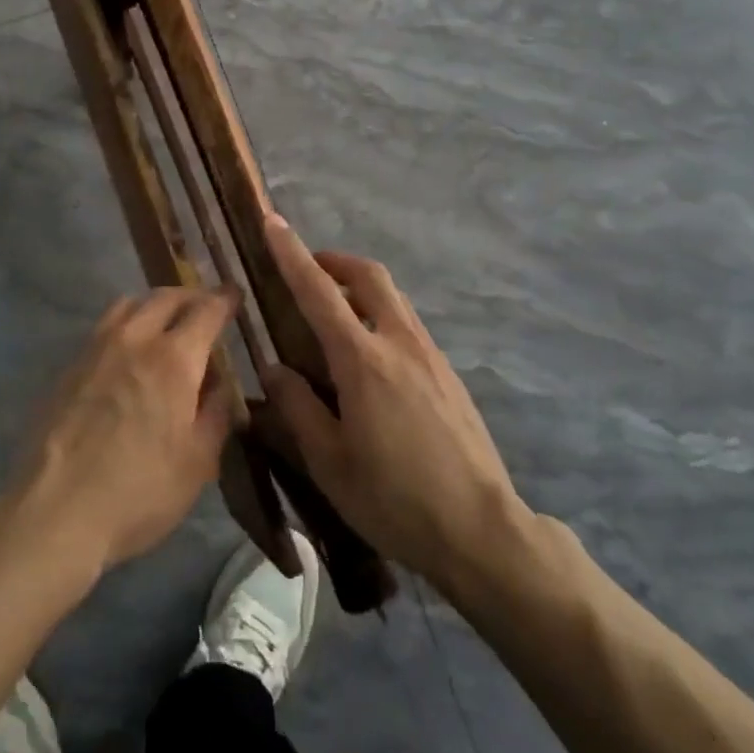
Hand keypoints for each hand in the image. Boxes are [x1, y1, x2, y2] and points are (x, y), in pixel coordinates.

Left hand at [11, 287, 238, 571]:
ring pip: (129, 305)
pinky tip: (128, 352)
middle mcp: (135, 340)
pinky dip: (126, 325)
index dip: (224, 299)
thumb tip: (221, 385)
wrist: (56, 510)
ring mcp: (96, 349)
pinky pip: (104, 327)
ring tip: (165, 323)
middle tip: (205, 307)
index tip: (234, 295)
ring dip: (154, 305)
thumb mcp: (198, 463)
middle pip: (166, 297)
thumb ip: (215, 414)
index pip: (206, 310)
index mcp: (174, 359)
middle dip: (191, 296)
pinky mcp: (69, 366)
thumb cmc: (140, 491)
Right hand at [260, 215, 527, 587]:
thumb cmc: (395, 499)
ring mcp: (430, 355)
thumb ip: (297, 408)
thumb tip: (274, 368)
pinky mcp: (448, 373)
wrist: (481, 530)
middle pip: (369, 275)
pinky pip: (407, 323)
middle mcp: (399, 343)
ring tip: (333, 313)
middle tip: (308, 271)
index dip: (292, 254)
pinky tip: (368, 357)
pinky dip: (380, 315)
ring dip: (359, 287)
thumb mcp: (329, 462)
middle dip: (335, 261)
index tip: (272, 222)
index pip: (319, 291)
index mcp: (363, 361)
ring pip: (393, 297)